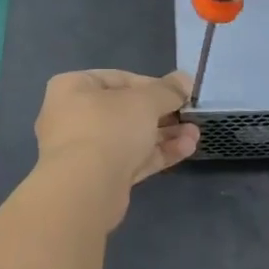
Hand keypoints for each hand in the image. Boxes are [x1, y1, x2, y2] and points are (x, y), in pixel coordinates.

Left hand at [32, 70, 198, 227]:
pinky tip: (187, 149)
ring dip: (165, 134)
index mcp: (73, 87)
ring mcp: (85, 149)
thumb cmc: (109, 128)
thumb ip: (168, 90)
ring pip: (131, 137)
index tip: (178, 92)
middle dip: (163, 113)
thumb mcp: (145, 101)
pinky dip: (157, 153)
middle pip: (126, 110)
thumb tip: (185, 79)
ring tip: (195, 134)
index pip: (119, 78)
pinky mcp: (99, 177)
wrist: (85, 190)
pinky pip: (131, 158)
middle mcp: (74, 116)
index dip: (153, 84)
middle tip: (190, 115)